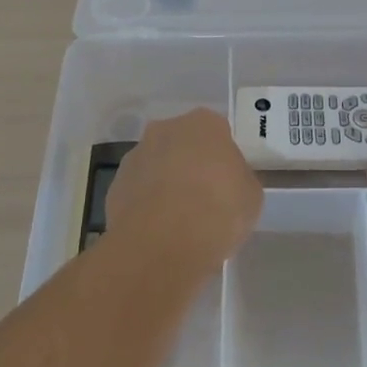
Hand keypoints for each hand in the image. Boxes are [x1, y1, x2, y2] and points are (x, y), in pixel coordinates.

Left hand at [104, 109, 262, 266]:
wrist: (163, 242)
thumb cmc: (218, 210)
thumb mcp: (251, 196)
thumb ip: (239, 179)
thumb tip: (228, 182)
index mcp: (204, 123)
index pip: (218, 132)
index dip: (223, 159)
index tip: (228, 183)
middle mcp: (165, 129)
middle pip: (183, 144)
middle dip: (191, 165)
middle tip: (205, 199)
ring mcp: (136, 155)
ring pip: (157, 166)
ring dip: (166, 184)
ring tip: (180, 222)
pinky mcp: (116, 185)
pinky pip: (138, 191)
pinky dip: (147, 206)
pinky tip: (158, 231)